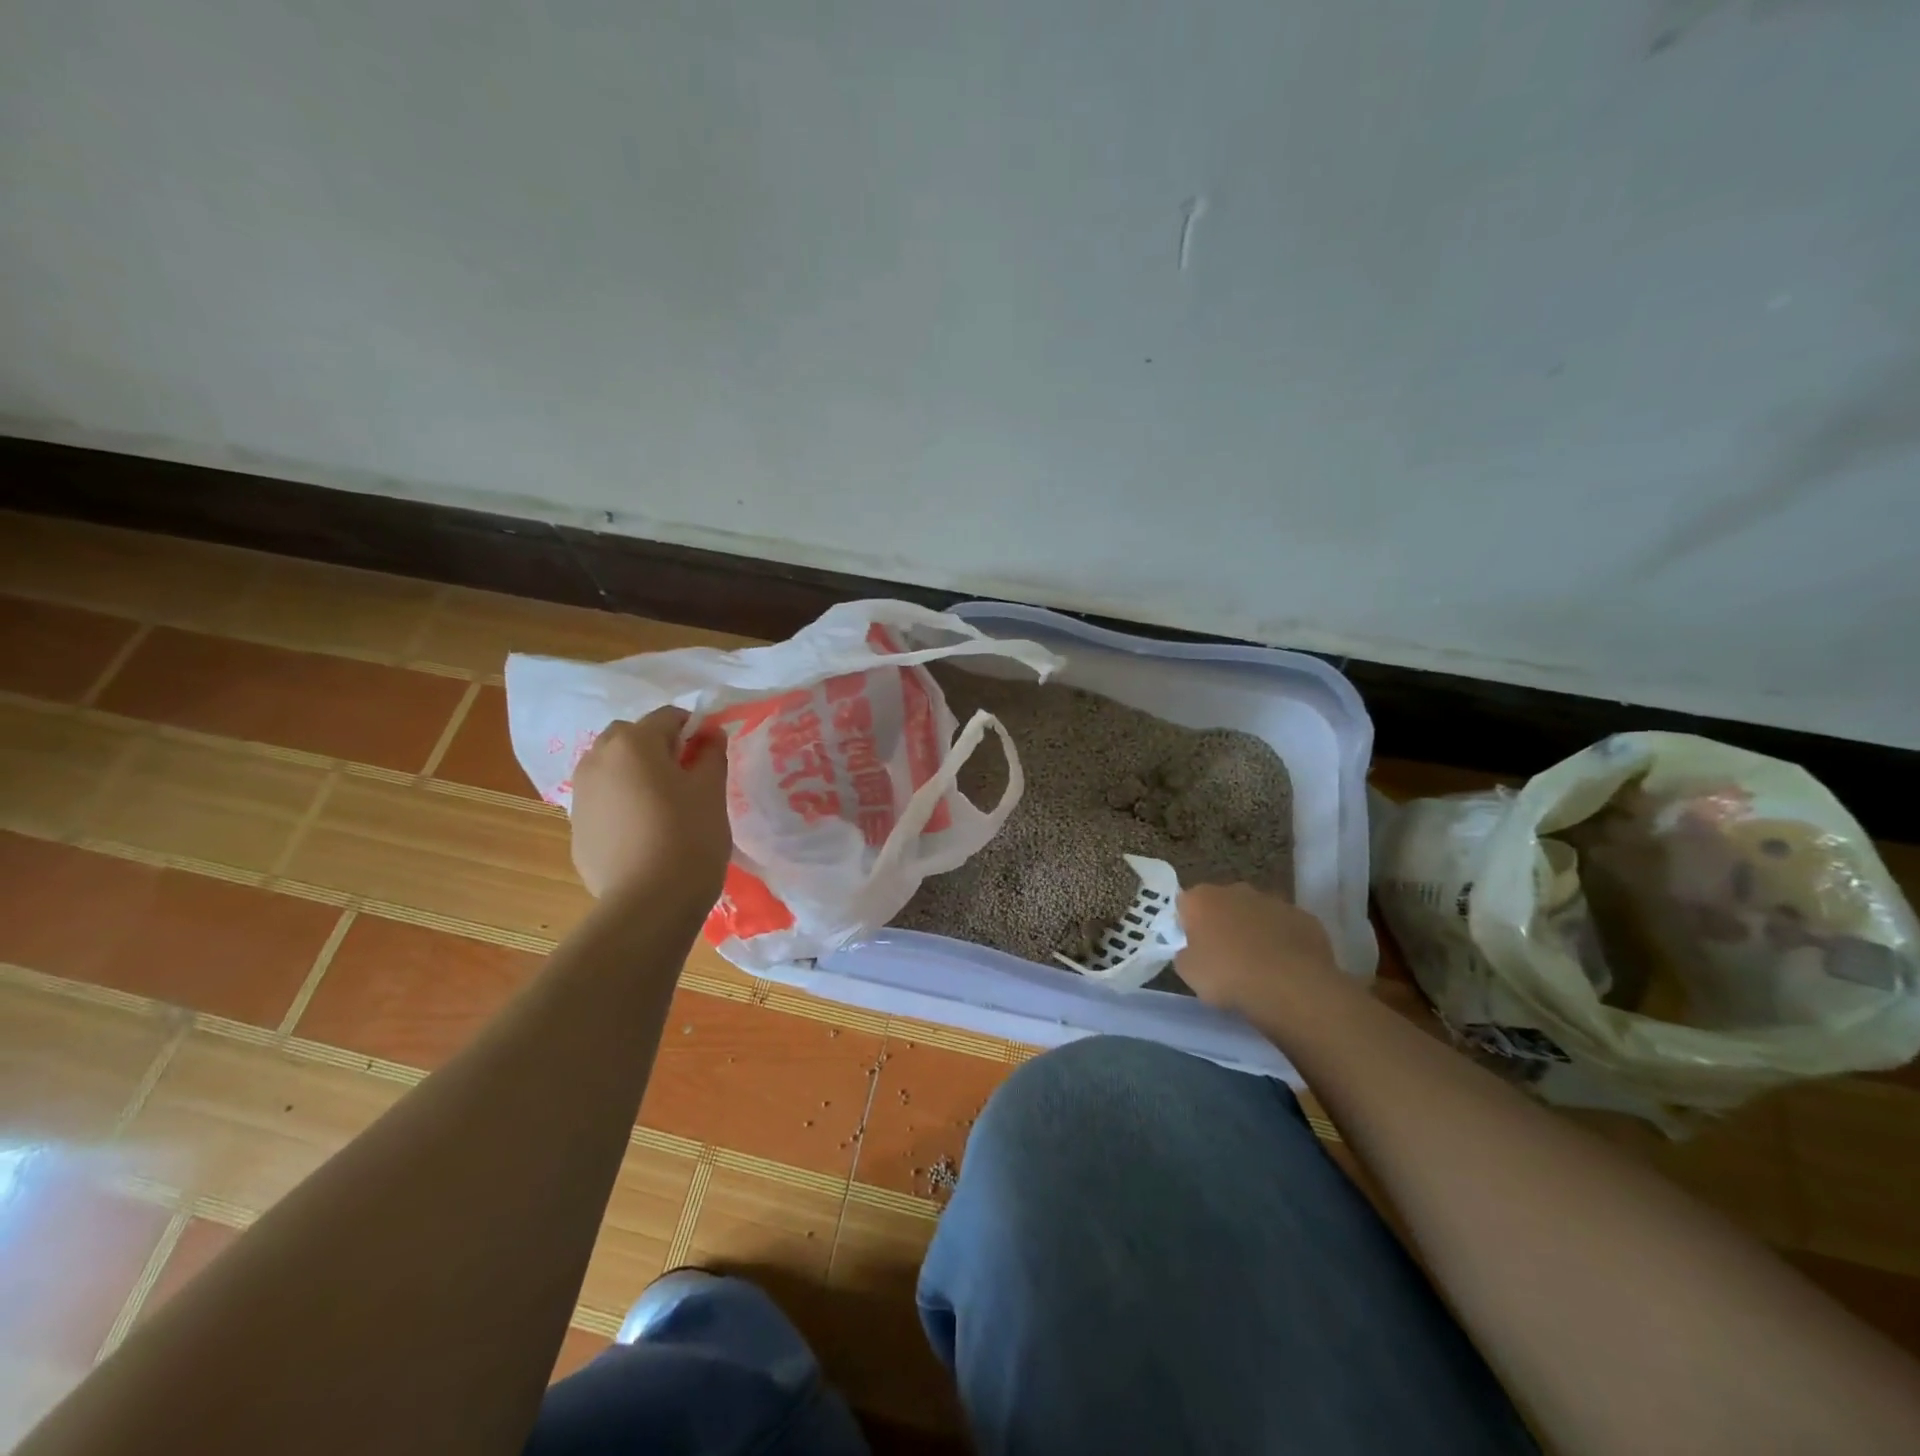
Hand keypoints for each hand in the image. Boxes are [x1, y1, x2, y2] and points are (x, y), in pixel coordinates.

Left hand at [570, 708, 730, 904]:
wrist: (648, 903)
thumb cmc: (688, 836)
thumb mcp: (712, 790)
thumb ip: (711, 754)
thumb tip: (709, 734)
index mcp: (633, 742)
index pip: (668, 717)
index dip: (694, 730)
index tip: (711, 755)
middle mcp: (597, 759)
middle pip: (631, 738)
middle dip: (657, 747)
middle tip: (686, 778)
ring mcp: (580, 796)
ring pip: (612, 769)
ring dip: (635, 775)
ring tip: (663, 807)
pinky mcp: (576, 829)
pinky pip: (603, 802)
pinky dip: (622, 805)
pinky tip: (644, 835)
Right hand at [1175, 884, 1347, 1017]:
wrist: (1293, 988)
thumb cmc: (1229, 977)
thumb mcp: (1189, 973)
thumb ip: (1184, 954)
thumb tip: (1191, 950)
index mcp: (1201, 899)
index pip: (1185, 904)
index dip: (1186, 926)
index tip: (1192, 948)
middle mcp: (1236, 890)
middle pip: (1221, 904)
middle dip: (1221, 925)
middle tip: (1223, 957)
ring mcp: (1274, 901)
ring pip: (1255, 914)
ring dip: (1253, 932)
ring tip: (1257, 966)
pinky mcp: (1305, 917)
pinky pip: (1285, 928)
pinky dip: (1282, 942)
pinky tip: (1284, 968)